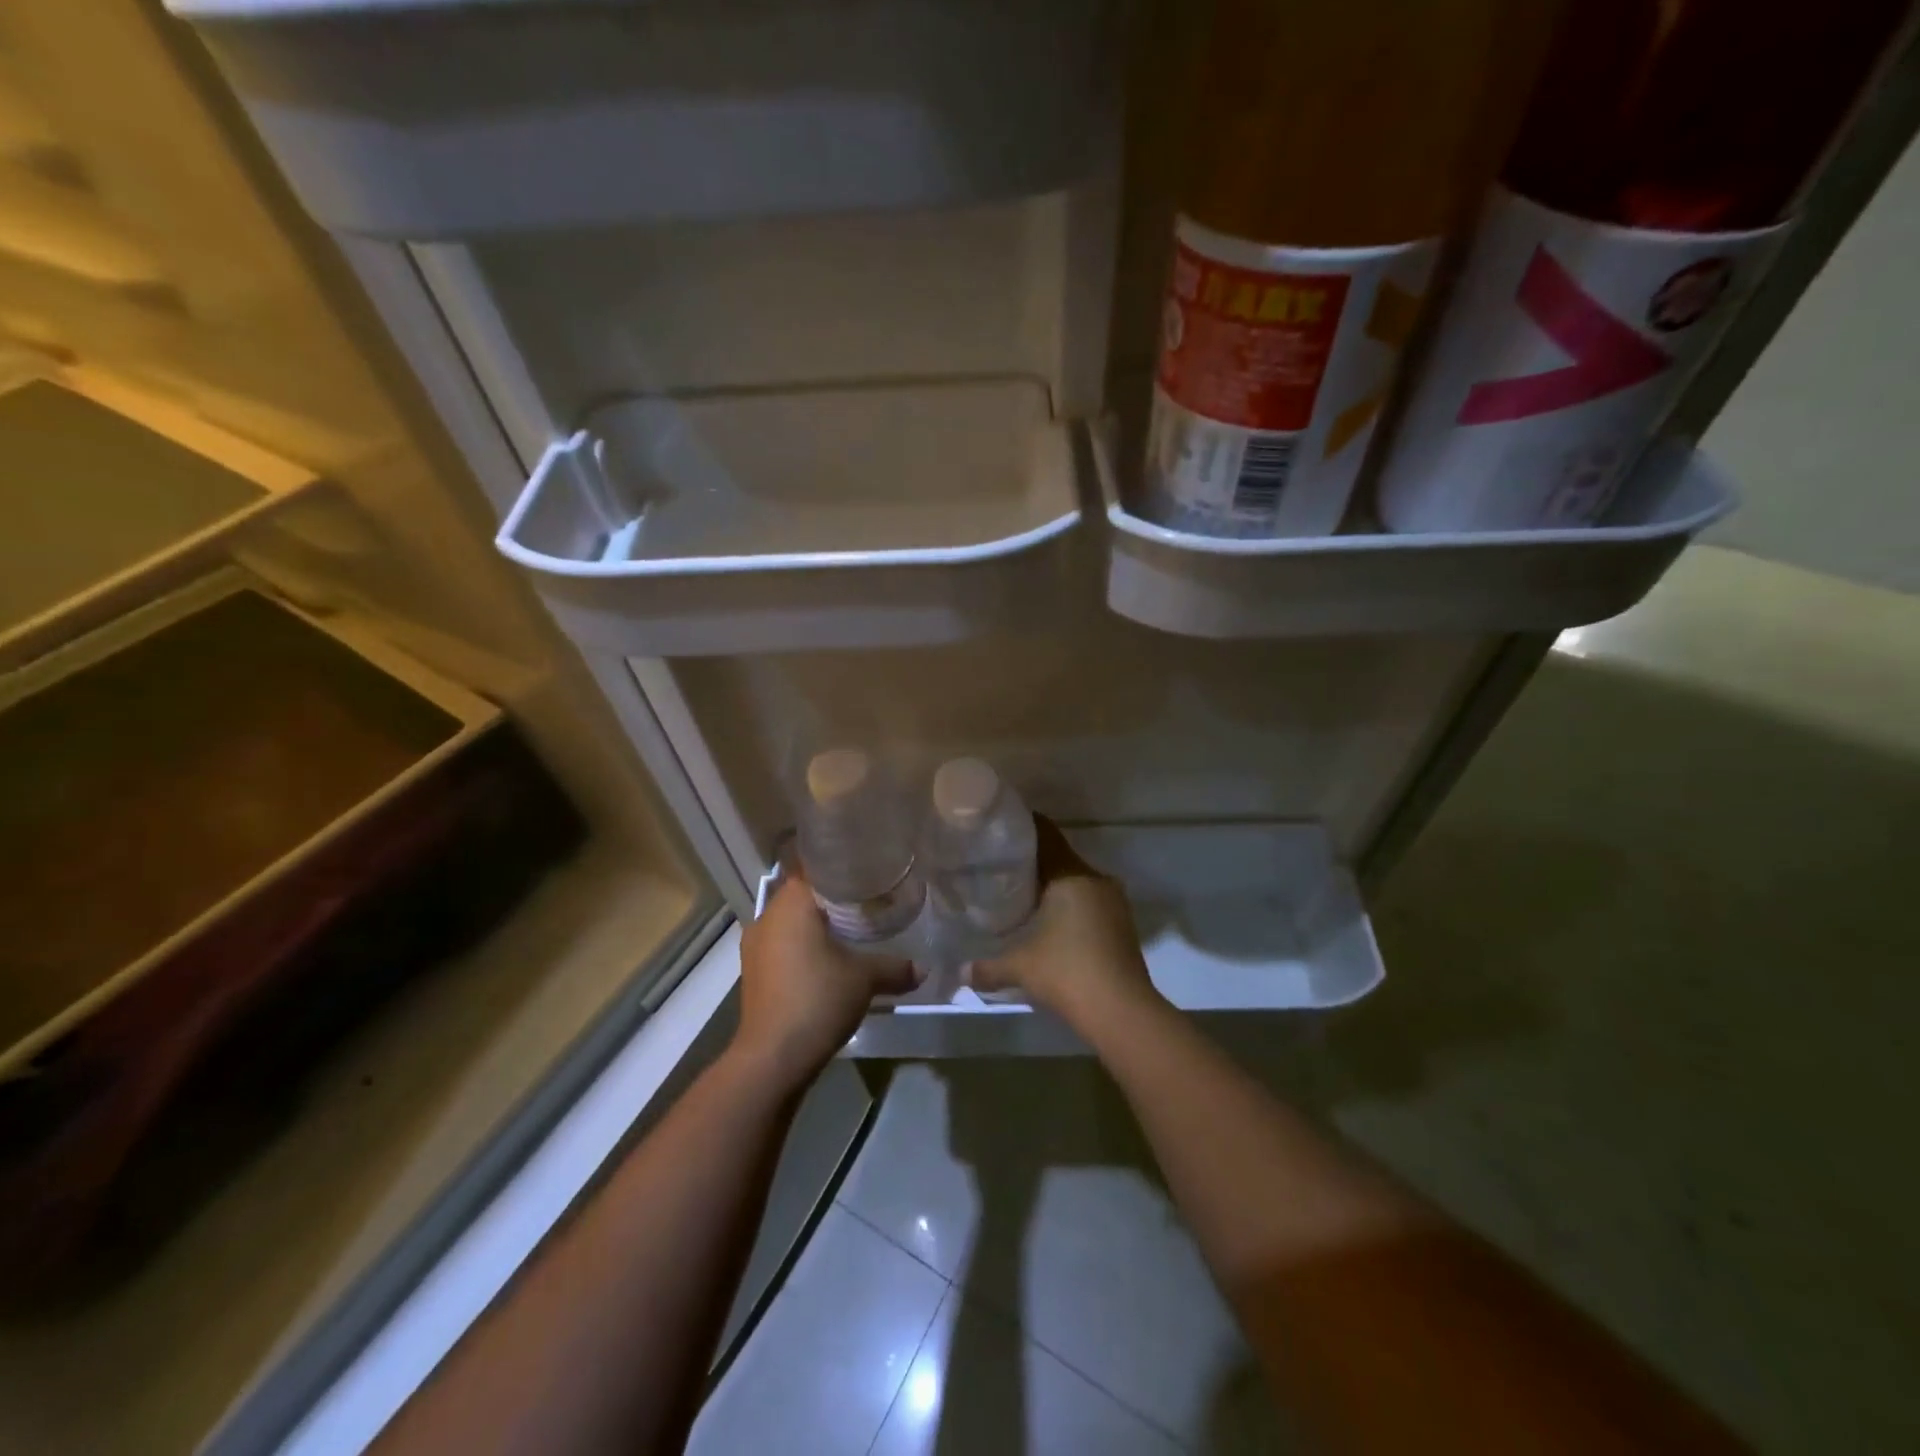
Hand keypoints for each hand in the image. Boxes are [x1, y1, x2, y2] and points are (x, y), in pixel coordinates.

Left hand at [734, 874, 916, 1089]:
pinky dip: (802, 948)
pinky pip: (782, 947)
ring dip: (815, 926)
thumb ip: (895, 967)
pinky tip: (826, 962)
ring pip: (790, 923)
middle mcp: (767, 916)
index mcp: (791, 904)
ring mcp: (755, 946)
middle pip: (802, 895)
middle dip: (831, 899)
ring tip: (849, 932)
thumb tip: (923, 968)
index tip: (865, 873)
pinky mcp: (754, 973)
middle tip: (865, 902)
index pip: (814, 868)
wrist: (773, 1056)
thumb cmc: (818, 998)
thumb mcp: (865, 979)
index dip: (840, 868)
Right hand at [969, 818, 1159, 1028]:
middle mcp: (1095, 880)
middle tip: (1002, 867)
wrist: (1122, 1011)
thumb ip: (988, 967)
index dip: (1024, 827)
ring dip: (1054, 888)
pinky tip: (1050, 924)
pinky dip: (1070, 907)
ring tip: (1023, 896)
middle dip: (1034, 863)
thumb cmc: (1067, 973)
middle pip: (1061, 859)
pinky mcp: (1122, 925)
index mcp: (1071, 875)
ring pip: (1077, 883)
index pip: (1046, 835)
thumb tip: (960, 972)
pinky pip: (1089, 903)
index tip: (1001, 827)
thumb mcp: (1020, 967)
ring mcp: (1114, 902)